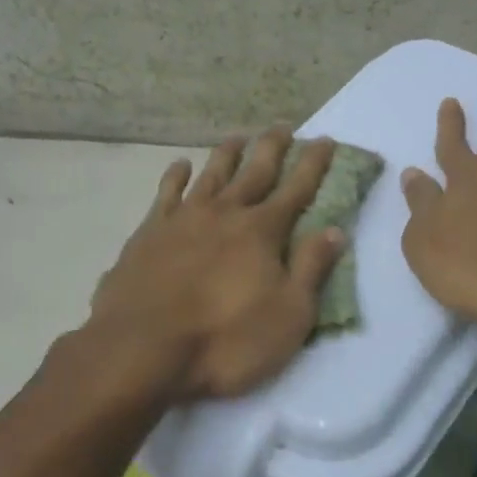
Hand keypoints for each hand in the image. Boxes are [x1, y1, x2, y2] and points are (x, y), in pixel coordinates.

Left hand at [86, 128, 344, 400]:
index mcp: (261, 232)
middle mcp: (224, 213)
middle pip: (254, 172)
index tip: (325, 140)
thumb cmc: (225, 341)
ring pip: (211, 175)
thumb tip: (335, 230)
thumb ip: (311, 269)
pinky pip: (166, 193)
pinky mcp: (148, 233)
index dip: (313, 164)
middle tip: (283, 126)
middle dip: (272, 148)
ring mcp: (183, 220)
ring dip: (227, 154)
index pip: (297, 189)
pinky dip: (175, 176)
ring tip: (238, 137)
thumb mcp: (288, 316)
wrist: (142, 350)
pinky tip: (180, 165)